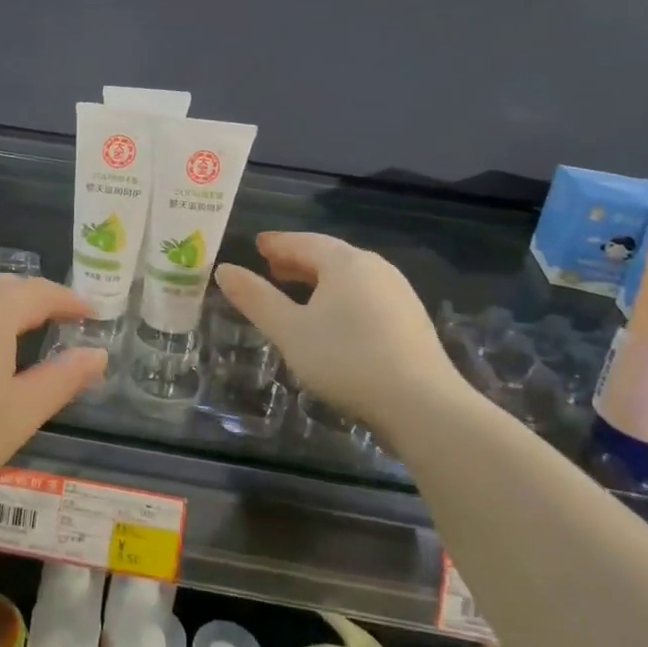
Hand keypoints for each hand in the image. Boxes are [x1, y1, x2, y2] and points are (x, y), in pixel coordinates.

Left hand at [0, 274, 108, 501]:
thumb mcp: (20, 412)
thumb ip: (63, 378)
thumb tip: (97, 353)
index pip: (43, 293)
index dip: (71, 301)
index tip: (92, 313)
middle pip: (8, 285)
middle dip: (38, 298)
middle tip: (60, 321)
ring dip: (5, 304)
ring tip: (20, 330)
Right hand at [215, 232, 456, 444]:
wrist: (423, 405)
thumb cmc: (347, 360)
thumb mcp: (290, 331)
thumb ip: (256, 299)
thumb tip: (224, 269)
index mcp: (345, 262)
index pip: (303, 242)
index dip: (277, 243)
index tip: (257, 244)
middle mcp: (375, 268)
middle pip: (330, 255)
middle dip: (298, 260)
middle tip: (272, 267)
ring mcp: (398, 293)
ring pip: (350, 276)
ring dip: (320, 279)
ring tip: (299, 293)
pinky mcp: (411, 320)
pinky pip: (366, 295)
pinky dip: (341, 296)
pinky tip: (335, 319)